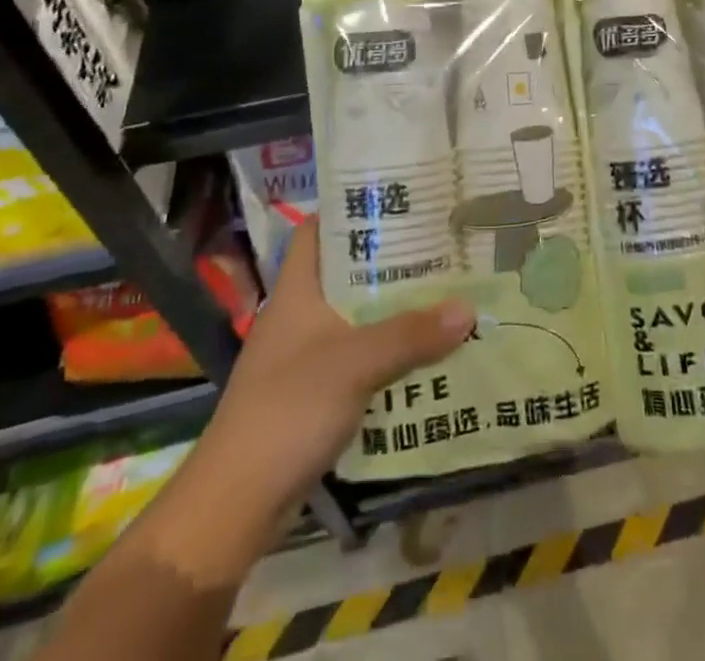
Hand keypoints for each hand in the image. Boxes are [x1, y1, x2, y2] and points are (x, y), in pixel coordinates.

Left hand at [200, 222, 474, 514]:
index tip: (401, 199)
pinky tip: (428, 352)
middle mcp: (300, 315)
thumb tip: (469, 308)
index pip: (320, 230)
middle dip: (393, 262)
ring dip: (397, 311)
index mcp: (298, 291)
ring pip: (359, 318)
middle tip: (442, 247)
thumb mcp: (355, 363)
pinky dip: (390, 353)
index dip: (354, 209)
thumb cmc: (288, 410)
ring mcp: (306, 356)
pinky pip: (361, 359)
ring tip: (447, 292)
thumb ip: (412, 334)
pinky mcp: (315, 395)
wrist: (235, 504)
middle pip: (350, 273)